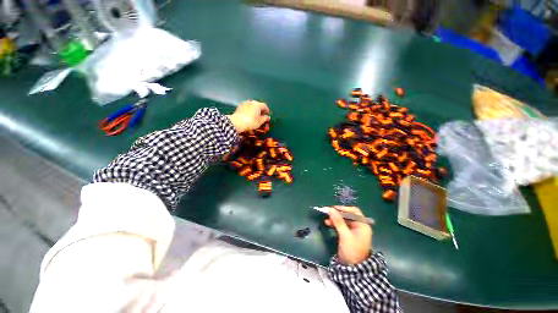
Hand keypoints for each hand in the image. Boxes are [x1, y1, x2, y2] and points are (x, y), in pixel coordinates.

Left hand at [229, 100, 269, 132]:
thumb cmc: (250, 122)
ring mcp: (244, 104)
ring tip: (255, 117)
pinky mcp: (239, 107)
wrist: (237, 123)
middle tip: (262, 116)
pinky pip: (246, 108)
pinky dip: (249, 112)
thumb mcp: (260, 121)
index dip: (267, 110)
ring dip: (254, 111)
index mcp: (257, 104)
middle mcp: (251, 102)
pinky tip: (249, 117)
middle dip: (260, 110)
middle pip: (258, 105)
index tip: (267, 114)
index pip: (264, 106)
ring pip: (252, 106)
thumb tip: (268, 117)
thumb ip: (265, 118)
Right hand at [325, 206, 372, 264]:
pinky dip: (335, 223)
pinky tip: (328, 223)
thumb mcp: (344, 235)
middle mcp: (359, 226)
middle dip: (337, 214)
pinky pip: (341, 225)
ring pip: (343, 220)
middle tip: (327, 213)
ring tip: (326, 220)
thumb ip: (338, 221)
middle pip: (347, 215)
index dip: (343, 209)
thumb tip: (330, 209)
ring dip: (335, 219)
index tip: (333, 208)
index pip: (353, 211)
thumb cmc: (351, 250)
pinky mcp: (348, 235)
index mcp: (362, 225)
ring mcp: (353, 231)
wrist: (352, 268)